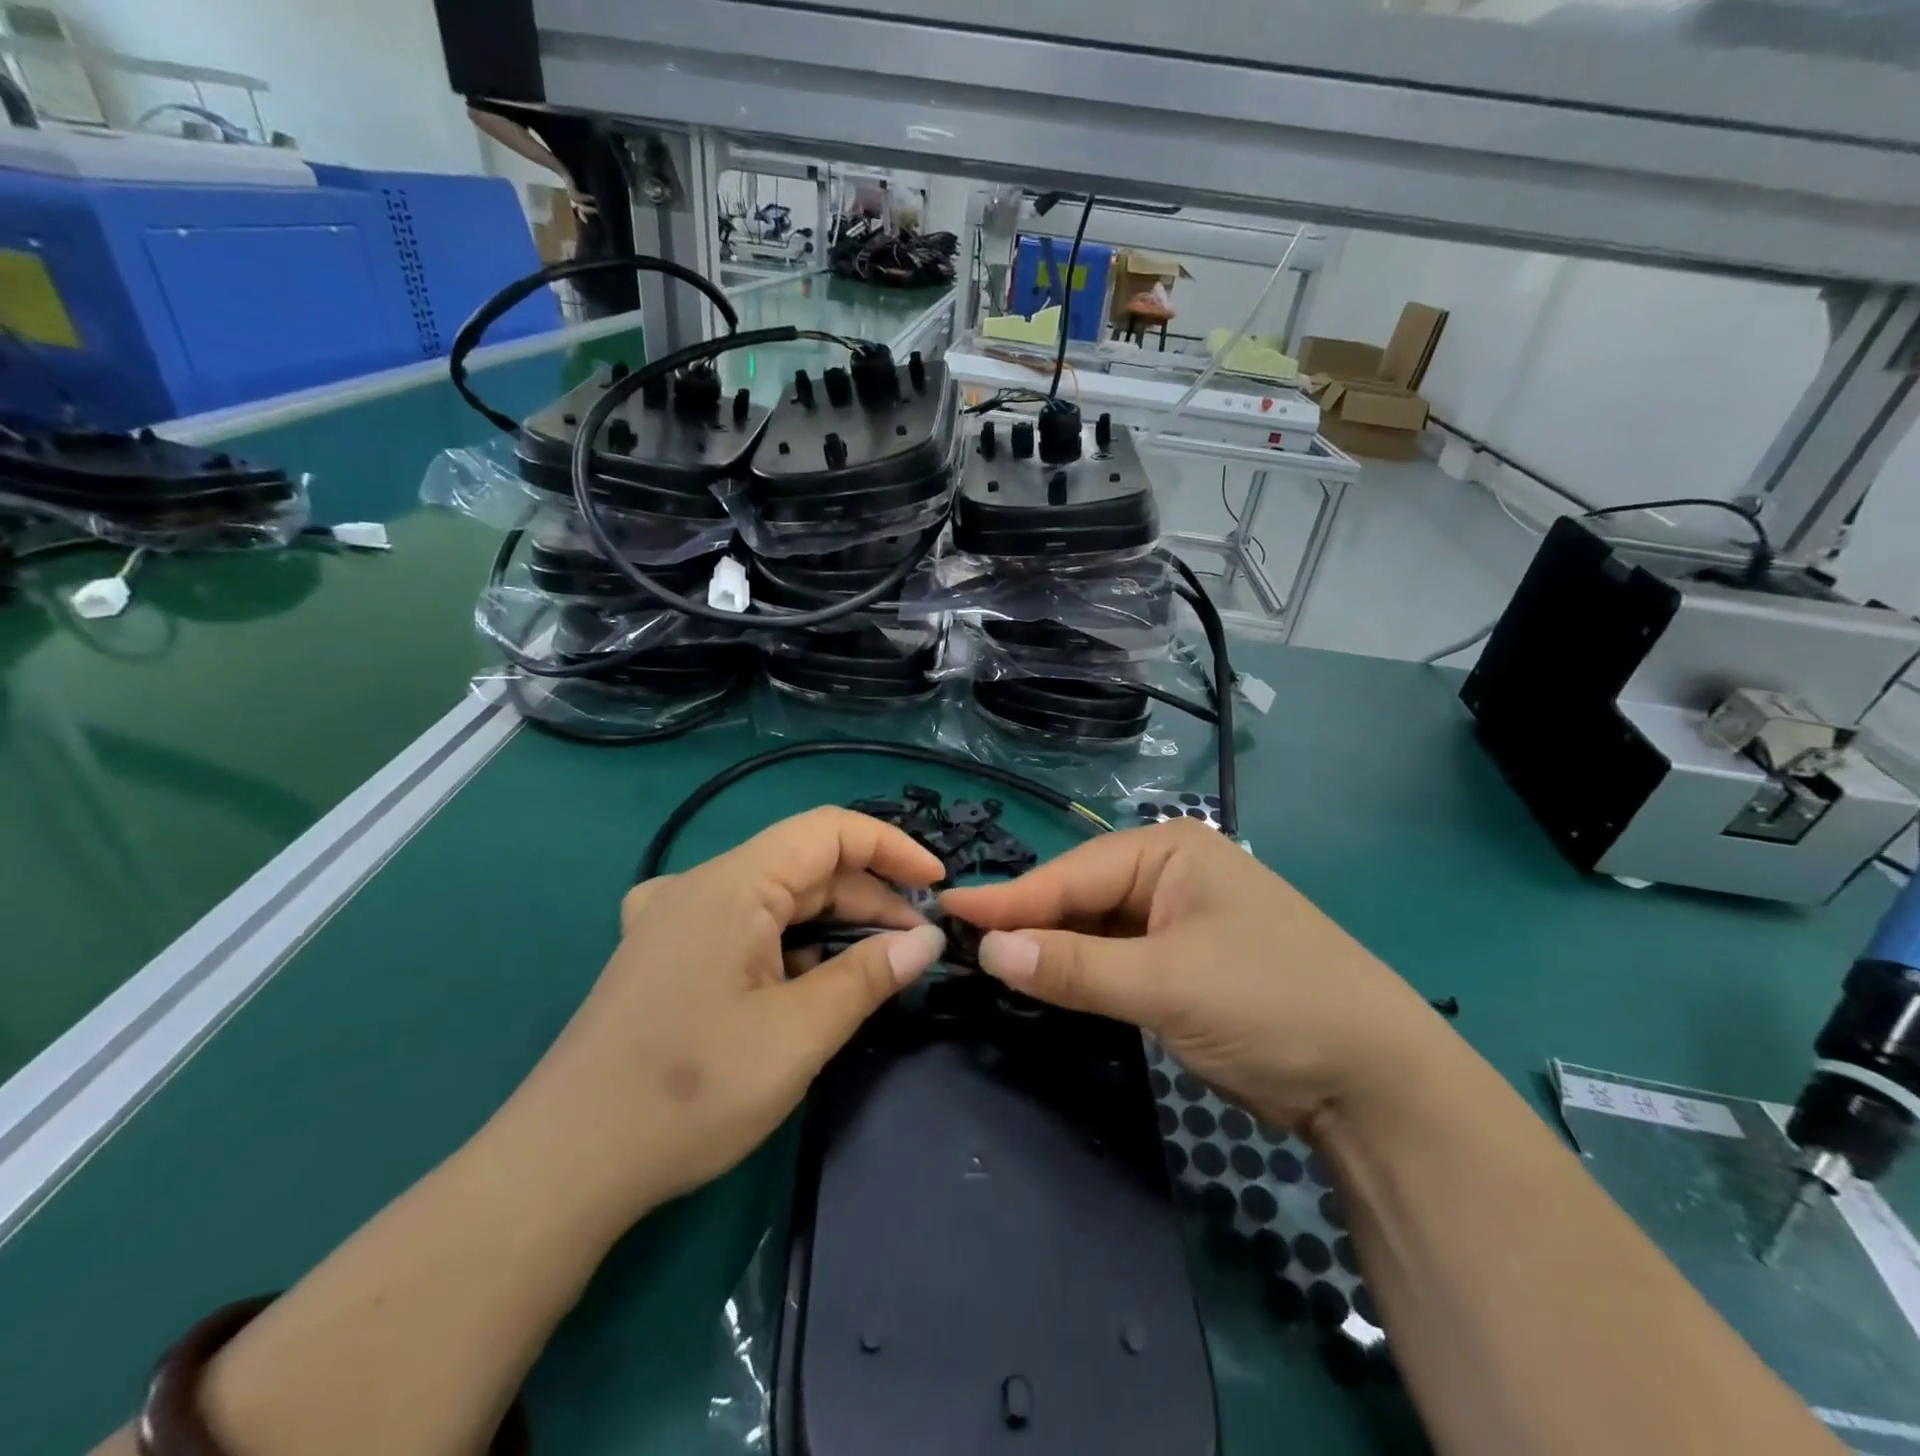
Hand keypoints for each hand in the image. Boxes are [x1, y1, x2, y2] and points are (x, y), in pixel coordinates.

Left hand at [491, 808, 948, 1237]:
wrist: (562, 1167)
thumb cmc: (690, 1093)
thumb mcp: (798, 1034)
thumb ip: (869, 976)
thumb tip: (927, 938)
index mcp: (730, 882)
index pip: (829, 830)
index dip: (891, 847)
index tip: (938, 884)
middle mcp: (699, 884)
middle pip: (804, 866)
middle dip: (868, 898)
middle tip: (918, 944)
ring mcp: (675, 918)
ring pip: (775, 899)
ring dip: (832, 926)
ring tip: (876, 969)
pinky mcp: (663, 953)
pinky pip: (743, 927)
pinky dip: (790, 945)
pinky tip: (805, 987)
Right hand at [941, 820, 1448, 1132]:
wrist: (1374, 1081)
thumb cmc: (1271, 1004)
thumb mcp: (1166, 983)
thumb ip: (1074, 966)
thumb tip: (988, 949)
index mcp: (1169, 851)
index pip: (1072, 874)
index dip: (1009, 899)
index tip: (946, 911)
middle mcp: (1169, 873)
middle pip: (1079, 898)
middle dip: (1027, 924)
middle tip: (958, 945)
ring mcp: (1176, 919)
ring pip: (1093, 930)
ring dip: (1051, 950)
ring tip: (989, 964)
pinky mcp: (1181, 963)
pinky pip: (1114, 958)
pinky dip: (1080, 972)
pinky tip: (1045, 981)